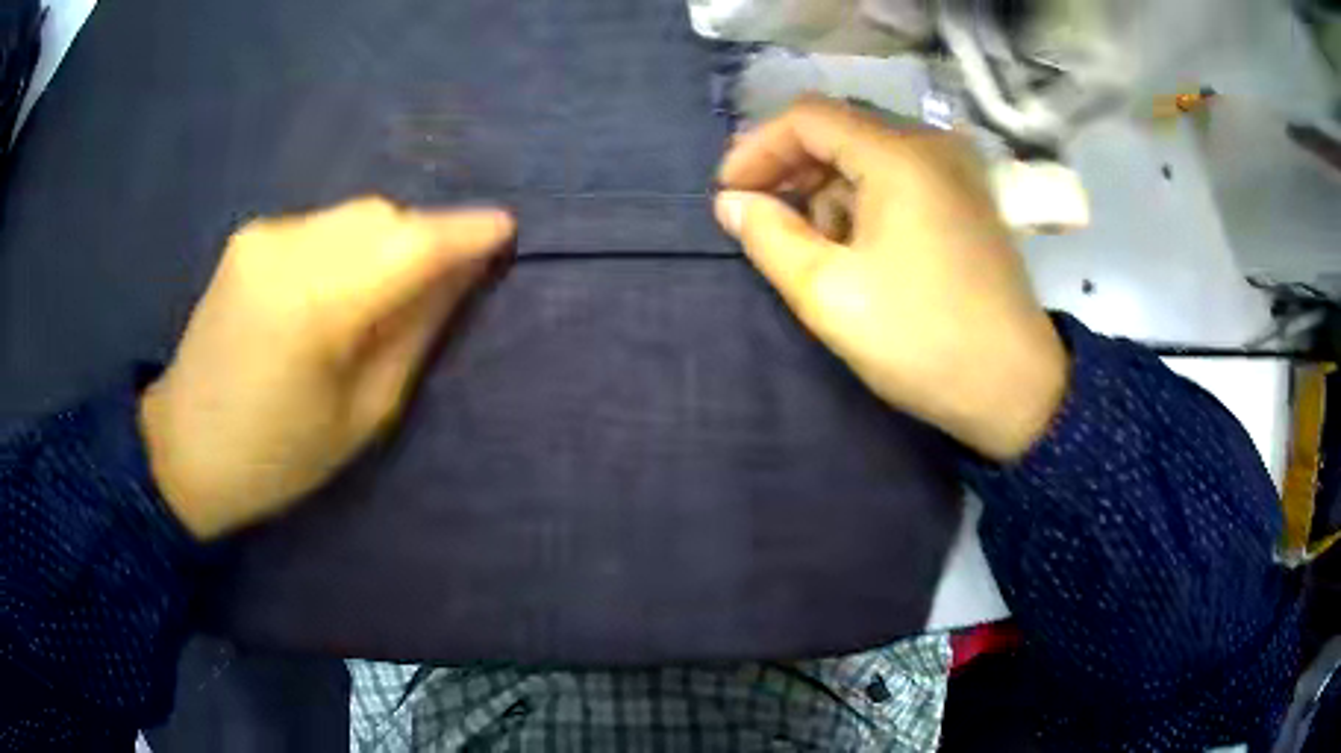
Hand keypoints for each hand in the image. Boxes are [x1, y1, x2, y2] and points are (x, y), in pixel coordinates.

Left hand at [139, 198, 514, 539]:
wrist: (184, 448)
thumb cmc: (278, 456)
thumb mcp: (362, 414)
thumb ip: (415, 332)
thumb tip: (462, 274)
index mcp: (315, 305)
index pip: (410, 244)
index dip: (465, 231)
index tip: (506, 230)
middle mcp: (286, 249)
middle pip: (382, 216)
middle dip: (424, 238)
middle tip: (445, 278)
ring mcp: (263, 235)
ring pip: (353, 215)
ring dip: (387, 240)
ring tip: (387, 290)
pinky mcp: (249, 235)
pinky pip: (322, 224)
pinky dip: (349, 244)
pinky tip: (338, 286)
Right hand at [715, 96, 1066, 460]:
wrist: (1015, 388)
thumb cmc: (922, 340)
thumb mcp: (829, 294)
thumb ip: (770, 237)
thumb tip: (732, 203)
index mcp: (899, 155)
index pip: (807, 117)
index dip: (757, 148)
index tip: (727, 194)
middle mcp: (932, 144)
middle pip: (839, 130)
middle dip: (789, 168)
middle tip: (757, 217)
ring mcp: (956, 170)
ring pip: (868, 153)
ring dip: (825, 188)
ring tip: (808, 245)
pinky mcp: (967, 198)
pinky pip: (899, 176)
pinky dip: (862, 199)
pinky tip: (854, 245)